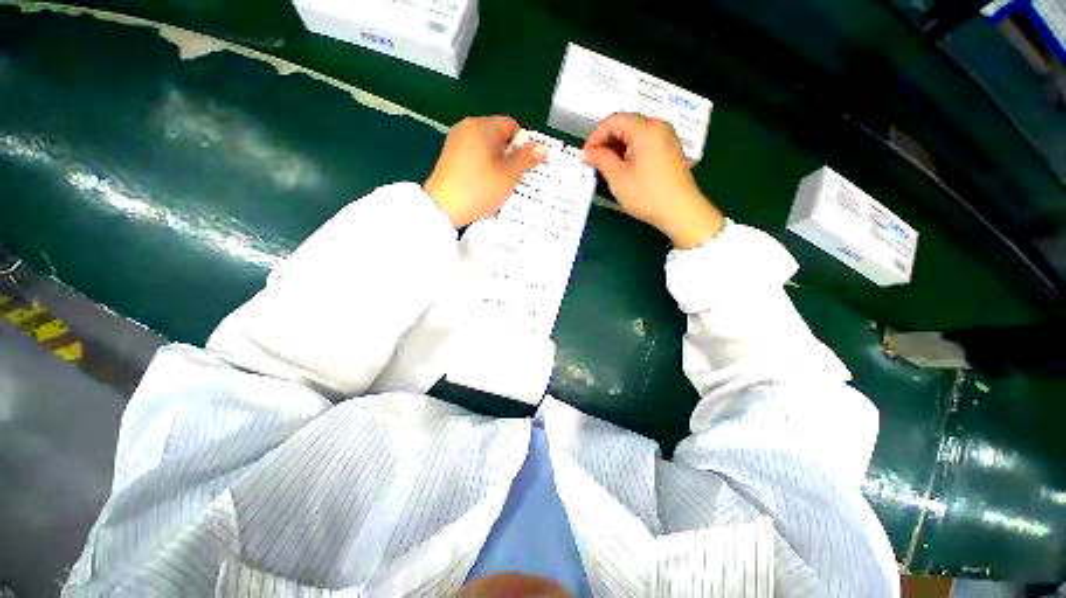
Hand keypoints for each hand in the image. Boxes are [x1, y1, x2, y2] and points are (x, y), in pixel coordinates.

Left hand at [424, 116, 545, 227]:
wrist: (442, 208)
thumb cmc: (478, 189)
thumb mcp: (508, 176)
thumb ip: (526, 159)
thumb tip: (542, 147)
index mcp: (481, 127)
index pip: (511, 125)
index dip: (524, 143)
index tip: (530, 163)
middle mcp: (466, 128)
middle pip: (499, 136)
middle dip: (512, 154)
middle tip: (520, 175)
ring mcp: (456, 142)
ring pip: (487, 148)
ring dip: (499, 162)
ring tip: (505, 182)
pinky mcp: (451, 157)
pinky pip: (476, 156)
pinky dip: (486, 166)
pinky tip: (488, 183)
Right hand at [583, 113, 724, 248]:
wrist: (680, 211)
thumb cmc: (646, 193)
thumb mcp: (617, 177)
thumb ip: (600, 159)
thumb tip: (588, 152)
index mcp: (645, 128)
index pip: (614, 120)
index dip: (595, 136)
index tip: (585, 155)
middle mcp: (658, 127)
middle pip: (626, 125)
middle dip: (606, 141)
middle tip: (594, 162)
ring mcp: (667, 139)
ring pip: (635, 135)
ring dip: (617, 148)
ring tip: (606, 167)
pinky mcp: (670, 152)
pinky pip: (645, 144)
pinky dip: (630, 152)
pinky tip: (623, 169)